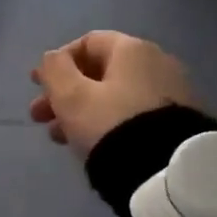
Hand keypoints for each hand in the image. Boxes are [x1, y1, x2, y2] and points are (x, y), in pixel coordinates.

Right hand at [30, 31, 199, 157]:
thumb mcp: (72, 96)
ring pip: (114, 96)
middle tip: (40, 117)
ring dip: (81, 111)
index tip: (37, 85)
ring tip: (59, 138)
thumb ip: (54, 70)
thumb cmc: (112, 123)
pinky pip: (132, 114)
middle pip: (100, 72)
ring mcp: (172, 93)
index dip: (57, 61)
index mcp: (132, 49)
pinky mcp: (178, 123)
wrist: (168, 174)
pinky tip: (90, 145)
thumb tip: (53, 58)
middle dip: (65, 93)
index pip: (88, 42)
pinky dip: (107, 123)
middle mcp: (157, 62)